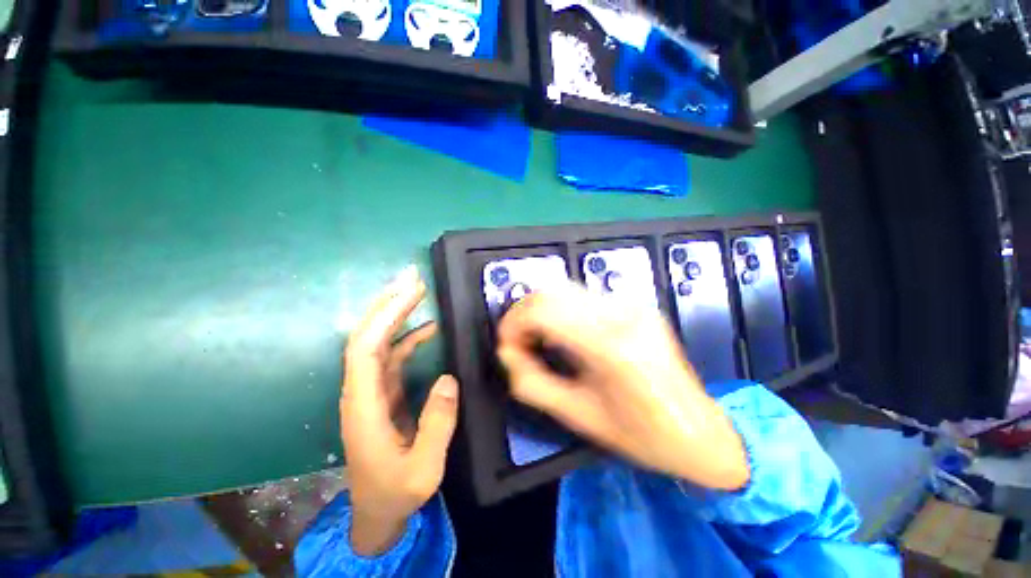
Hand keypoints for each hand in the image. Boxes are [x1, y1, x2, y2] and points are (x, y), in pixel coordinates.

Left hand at [340, 265, 458, 555]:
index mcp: (364, 406)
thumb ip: (437, 424)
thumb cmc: (396, 492)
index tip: (410, 292)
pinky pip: (392, 355)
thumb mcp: (423, 469)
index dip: (385, 316)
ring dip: (396, 314)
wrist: (377, 511)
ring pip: (378, 342)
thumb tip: (448, 379)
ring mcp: (371, 390)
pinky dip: (408, 336)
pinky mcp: (383, 392)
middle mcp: (361, 390)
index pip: (365, 349)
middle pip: (366, 336)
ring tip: (418, 292)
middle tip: (412, 278)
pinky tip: (426, 328)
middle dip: (387, 303)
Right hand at [497, 284, 747, 490]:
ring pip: (564, 288)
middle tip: (517, 342)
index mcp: (610, 347)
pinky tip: (562, 333)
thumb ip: (532, 383)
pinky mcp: (635, 304)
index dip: (512, 323)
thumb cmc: (639, 434)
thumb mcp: (577, 416)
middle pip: (551, 291)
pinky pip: (583, 296)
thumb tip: (507, 354)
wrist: (699, 430)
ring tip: (536, 338)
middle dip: (522, 313)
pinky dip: (560, 309)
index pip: (542, 310)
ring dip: (540, 309)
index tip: (506, 346)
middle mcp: (621, 314)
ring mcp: (631, 304)